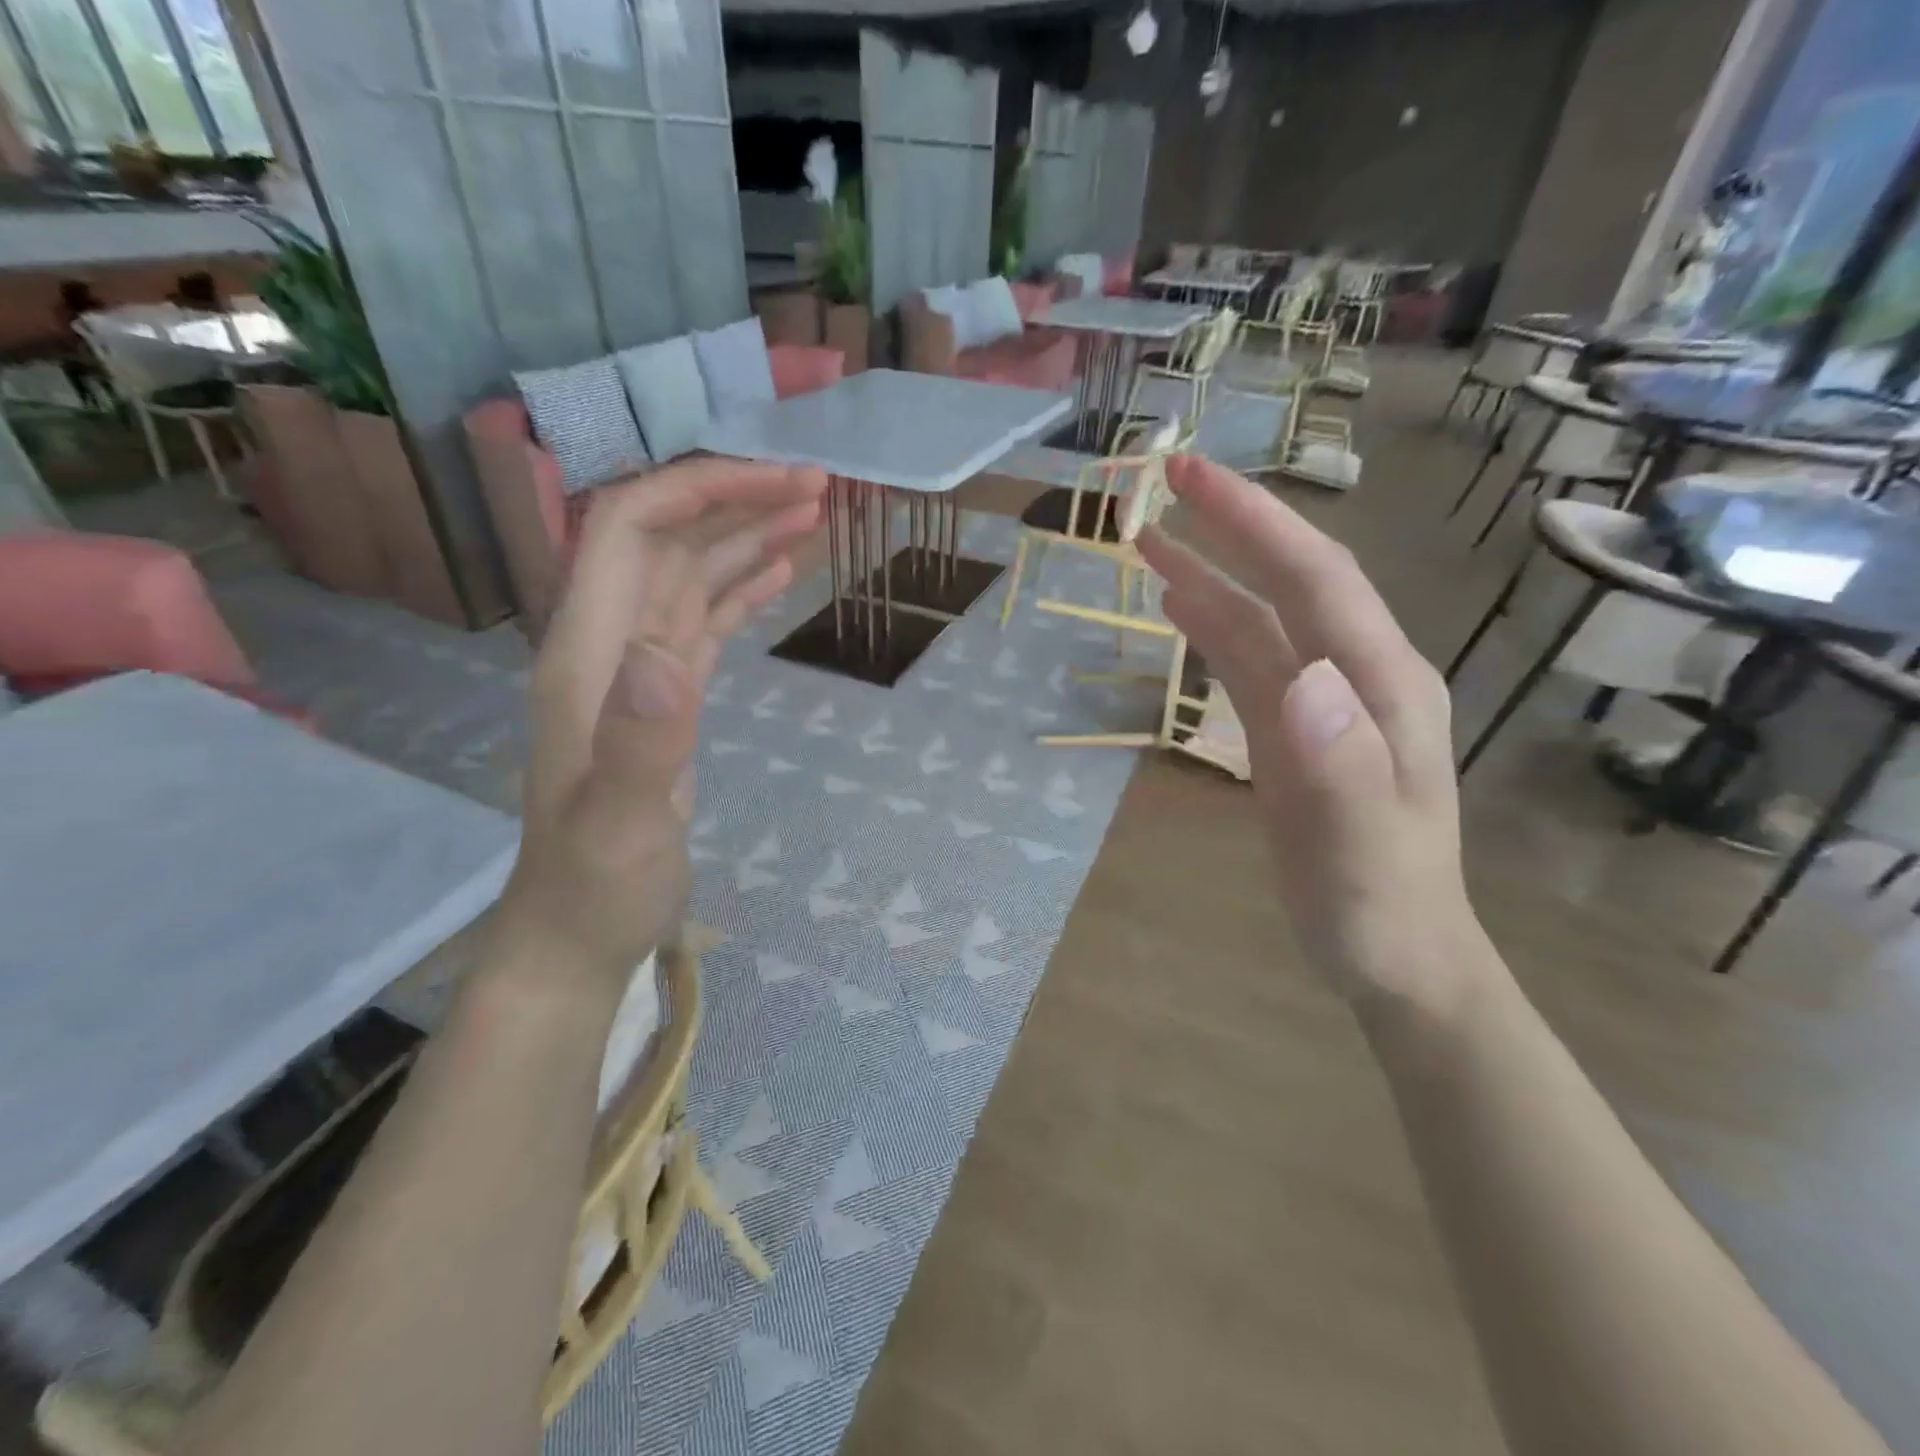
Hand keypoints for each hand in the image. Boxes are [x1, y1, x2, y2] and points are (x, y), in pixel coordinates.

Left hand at [493, 458, 825, 986]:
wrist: (578, 933)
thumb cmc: (596, 885)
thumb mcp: (618, 823)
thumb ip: (639, 740)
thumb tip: (667, 653)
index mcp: (588, 652)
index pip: (630, 529)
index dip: (698, 490)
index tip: (776, 482)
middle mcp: (609, 644)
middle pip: (666, 539)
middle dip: (735, 501)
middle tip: (816, 487)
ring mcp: (638, 670)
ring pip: (690, 576)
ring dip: (745, 538)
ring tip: (812, 515)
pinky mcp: (666, 699)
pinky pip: (703, 622)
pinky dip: (739, 590)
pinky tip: (777, 574)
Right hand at [1137, 456, 1486, 1016]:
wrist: (1397, 959)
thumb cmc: (1380, 907)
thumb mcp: (1360, 849)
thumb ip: (1340, 764)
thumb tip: (1301, 678)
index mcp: (1379, 687)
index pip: (1315, 579)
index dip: (1255, 521)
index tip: (1192, 475)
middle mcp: (1356, 677)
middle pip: (1291, 581)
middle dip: (1233, 525)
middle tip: (1166, 481)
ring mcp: (1324, 704)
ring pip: (1262, 619)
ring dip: (1211, 574)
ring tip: (1150, 539)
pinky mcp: (1294, 732)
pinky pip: (1250, 663)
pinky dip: (1213, 626)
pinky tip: (1182, 607)